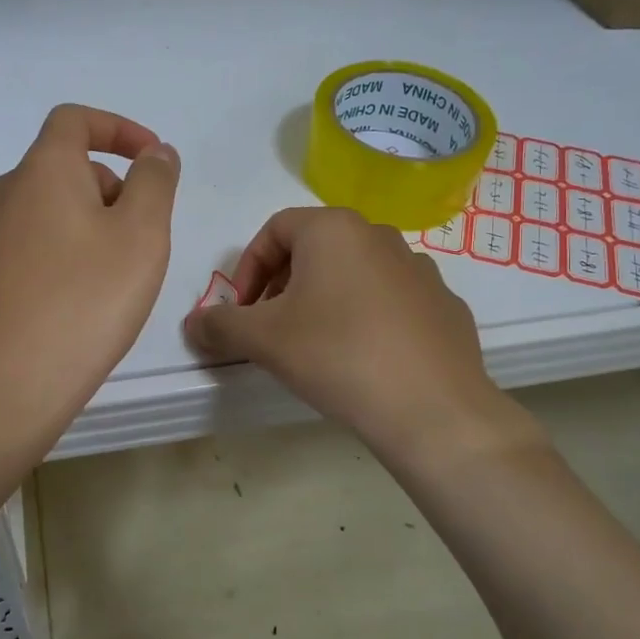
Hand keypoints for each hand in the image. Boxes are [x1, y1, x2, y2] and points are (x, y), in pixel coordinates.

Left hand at [0, 104, 179, 457]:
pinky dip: (63, 254)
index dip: (118, 129)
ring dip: (88, 224)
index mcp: (42, 171)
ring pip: (48, 211)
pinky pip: (31, 247)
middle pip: (64, 168)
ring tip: (115, 275)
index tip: (152, 158)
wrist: (9, 385)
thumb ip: (155, 182)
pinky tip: (79, 300)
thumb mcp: (142, 235)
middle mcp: (6, 195)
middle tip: (142, 237)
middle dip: (111, 187)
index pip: (75, 120)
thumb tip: (155, 153)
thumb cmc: (86, 301)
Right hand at [184, 207, 541, 464]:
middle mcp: (380, 235)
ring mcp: (420, 270)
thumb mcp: (262, 340)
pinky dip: (367, 319)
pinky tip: (364, 361)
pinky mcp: (444, 305)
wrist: (432, 409)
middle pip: (314, 249)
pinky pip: (391, 302)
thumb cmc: (336, 356)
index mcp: (334, 229)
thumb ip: (219, 325)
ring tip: (316, 346)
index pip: (274, 230)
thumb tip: (194, 324)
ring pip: (354, 275)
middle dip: (283, 285)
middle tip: (272, 329)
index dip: (247, 269)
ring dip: (324, 300)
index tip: (242, 312)